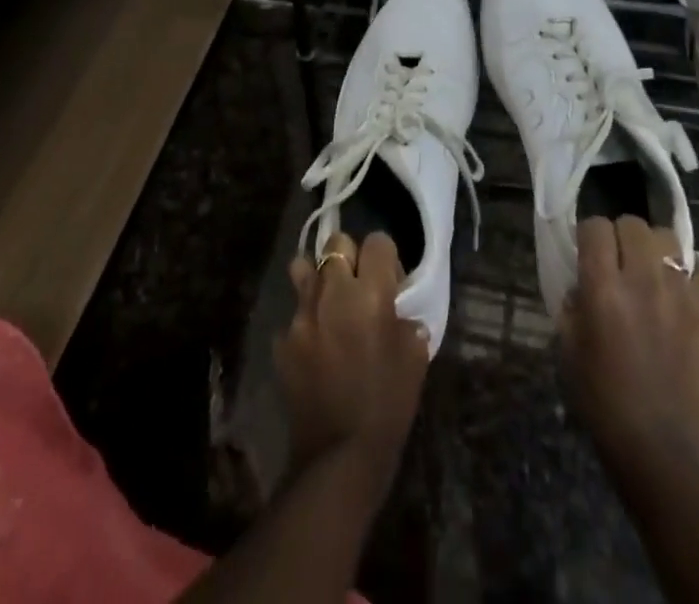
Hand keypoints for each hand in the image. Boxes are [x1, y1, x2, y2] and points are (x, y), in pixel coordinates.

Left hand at [276, 232, 429, 488]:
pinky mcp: (282, 340)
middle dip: (349, 256)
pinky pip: (293, 314)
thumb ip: (407, 322)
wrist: (339, 457)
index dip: (386, 257)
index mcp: (370, 292)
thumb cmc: (387, 405)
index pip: (377, 241)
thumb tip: (398, 312)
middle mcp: (332, 292)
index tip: (391, 281)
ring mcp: (302, 314)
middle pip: (336, 242)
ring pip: (303, 267)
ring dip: (319, 278)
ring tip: (329, 303)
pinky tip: (315, 348)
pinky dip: (305, 322)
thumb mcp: (415, 359)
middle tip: (359, 287)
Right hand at [557, 216, 698, 461]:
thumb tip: (582, 282)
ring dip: (657, 251)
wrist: (664, 453)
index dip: (589, 235)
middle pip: (634, 224)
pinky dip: (687, 281)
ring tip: (654, 274)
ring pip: (671, 242)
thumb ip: (572, 305)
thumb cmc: (604, 403)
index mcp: (603, 288)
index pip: (595, 227)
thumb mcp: (568, 350)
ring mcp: (684, 297)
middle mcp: (644, 281)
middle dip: (623, 236)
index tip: (588, 252)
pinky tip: (680, 303)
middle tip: (621, 261)